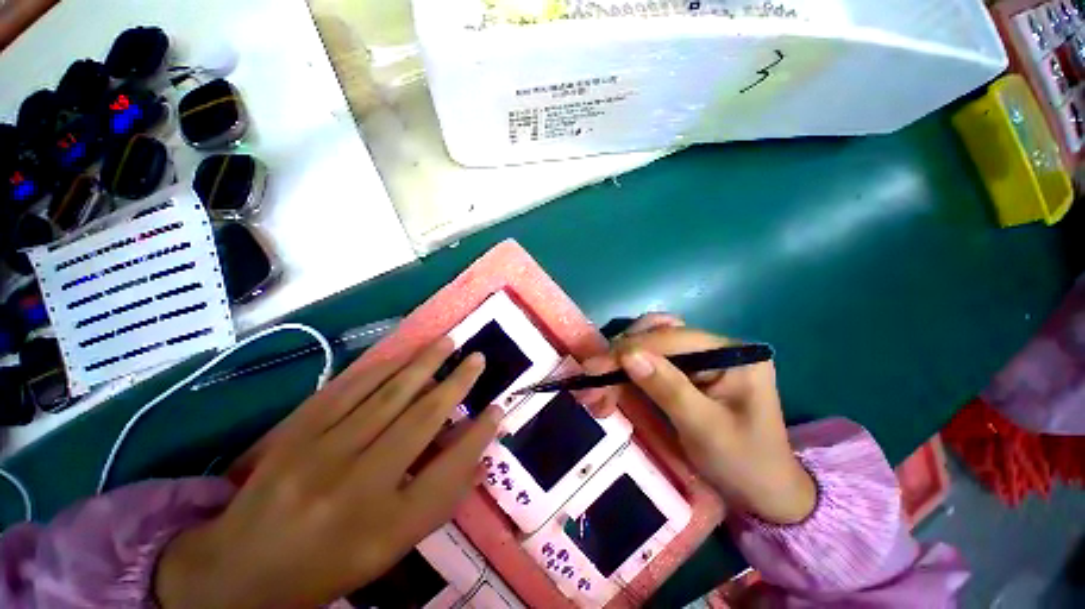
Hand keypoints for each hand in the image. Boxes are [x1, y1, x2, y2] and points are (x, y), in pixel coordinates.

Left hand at [154, 338, 498, 608]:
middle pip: (422, 421)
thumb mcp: (392, 548)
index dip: (478, 435)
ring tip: (448, 342)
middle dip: (457, 384)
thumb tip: (479, 456)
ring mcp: (321, 455)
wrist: (240, 568)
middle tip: (478, 358)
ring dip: (424, 364)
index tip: (498, 407)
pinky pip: (347, 390)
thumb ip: (439, 500)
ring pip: (388, 396)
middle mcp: (359, 486)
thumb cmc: (328, 565)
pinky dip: (381, 367)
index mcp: (387, 526)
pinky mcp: (295, 434)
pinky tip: (404, 353)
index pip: (449, 470)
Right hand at [580, 315, 815, 524]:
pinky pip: (652, 361)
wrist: (764, 494)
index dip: (631, 349)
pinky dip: (628, 370)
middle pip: (658, 334)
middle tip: (594, 377)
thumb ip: (668, 389)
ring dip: (621, 360)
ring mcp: (701, 358)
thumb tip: (627, 355)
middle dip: (622, 354)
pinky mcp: (688, 372)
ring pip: (650, 344)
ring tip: (600, 381)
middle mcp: (715, 347)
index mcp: (732, 354)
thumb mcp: (706, 430)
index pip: (672, 338)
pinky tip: (615, 382)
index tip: (596, 367)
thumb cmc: (743, 464)